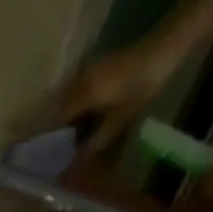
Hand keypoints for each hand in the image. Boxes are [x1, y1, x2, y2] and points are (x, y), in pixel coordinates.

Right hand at [56, 42, 180, 162]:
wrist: (165, 47)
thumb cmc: (142, 85)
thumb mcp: (120, 120)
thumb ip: (96, 142)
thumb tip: (76, 163)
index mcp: (82, 94)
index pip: (56, 120)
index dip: (50, 140)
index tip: (47, 157)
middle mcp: (79, 81)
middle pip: (58, 109)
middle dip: (54, 130)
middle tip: (56, 152)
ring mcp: (88, 71)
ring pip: (66, 100)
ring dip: (64, 119)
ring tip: (67, 139)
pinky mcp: (97, 68)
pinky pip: (77, 91)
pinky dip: (74, 107)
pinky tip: (81, 120)